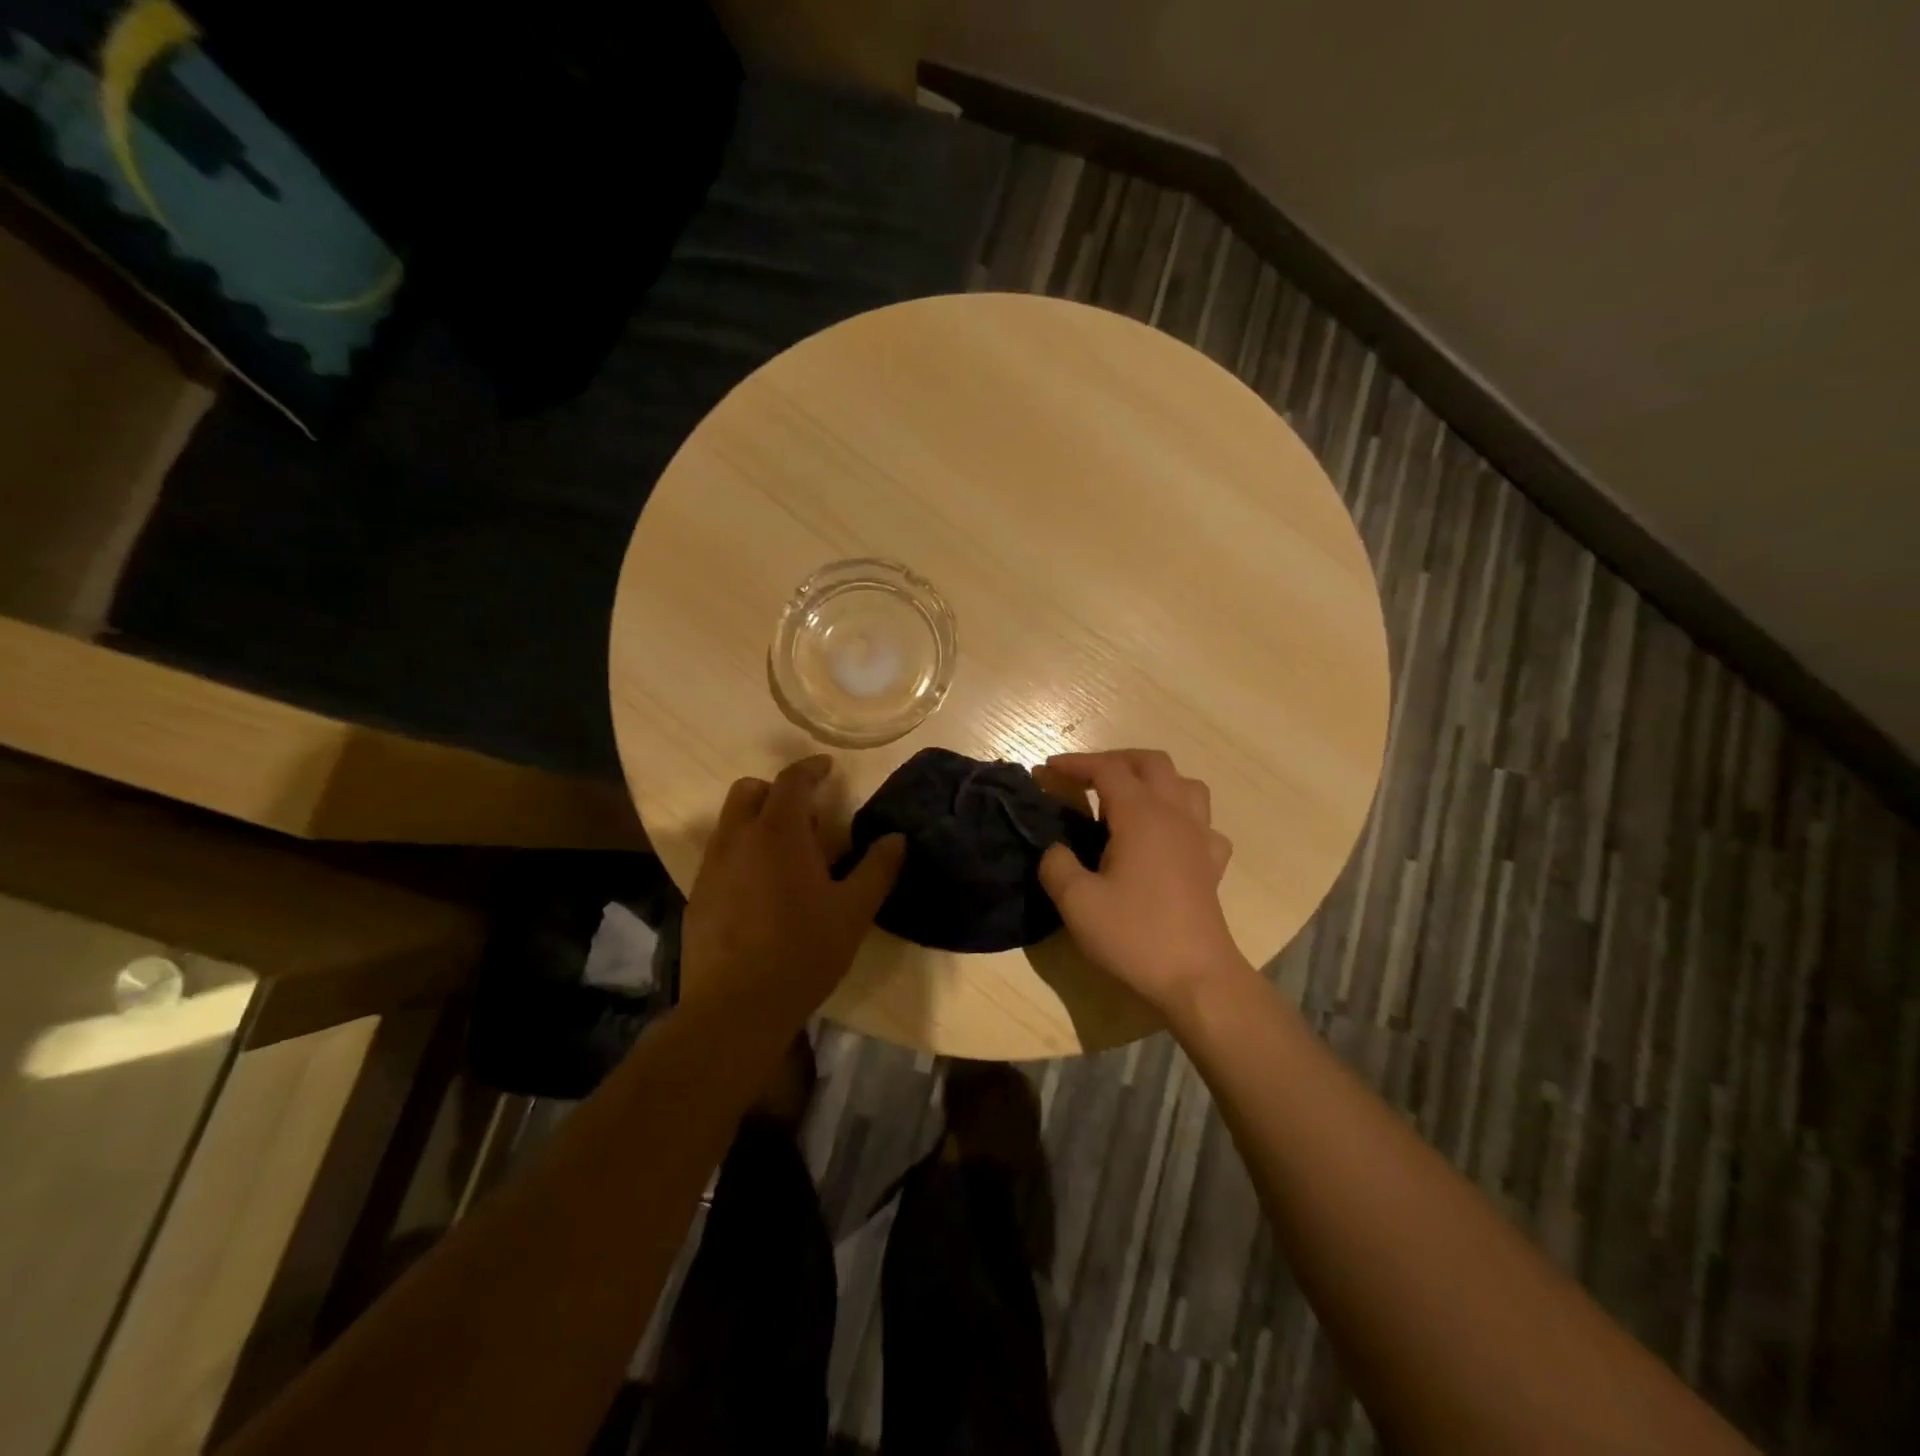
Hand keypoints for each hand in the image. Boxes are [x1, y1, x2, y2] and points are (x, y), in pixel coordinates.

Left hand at [681, 756, 904, 1021]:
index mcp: (778, 833)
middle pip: (749, 791)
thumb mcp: (853, 911)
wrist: (736, 1007)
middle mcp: (737, 839)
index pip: (792, 781)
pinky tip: (762, 891)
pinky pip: (720, 855)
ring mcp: (711, 867)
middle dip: (777, 791)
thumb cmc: (803, 951)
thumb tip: (896, 838)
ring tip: (787, 857)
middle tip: (808, 818)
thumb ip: (877, 868)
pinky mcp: (697, 896)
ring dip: (757, 822)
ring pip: (730, 823)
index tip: (828, 768)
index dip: (811, 769)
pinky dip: (742, 852)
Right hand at [1036, 749, 1248, 1012]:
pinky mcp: (1212, 865)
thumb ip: (1056, 865)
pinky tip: (1167, 838)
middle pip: (1151, 763)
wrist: (1196, 977)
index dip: (1075, 764)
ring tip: (1128, 799)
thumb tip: (1056, 849)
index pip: (1107, 769)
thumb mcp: (1077, 902)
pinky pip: (1203, 824)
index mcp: (1141, 815)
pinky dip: (1182, 818)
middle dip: (1115, 760)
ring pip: (1185, 785)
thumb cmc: (1134, 935)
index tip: (1047, 770)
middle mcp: (1175, 815)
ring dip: (1154, 780)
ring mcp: (1200, 838)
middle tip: (1085, 777)